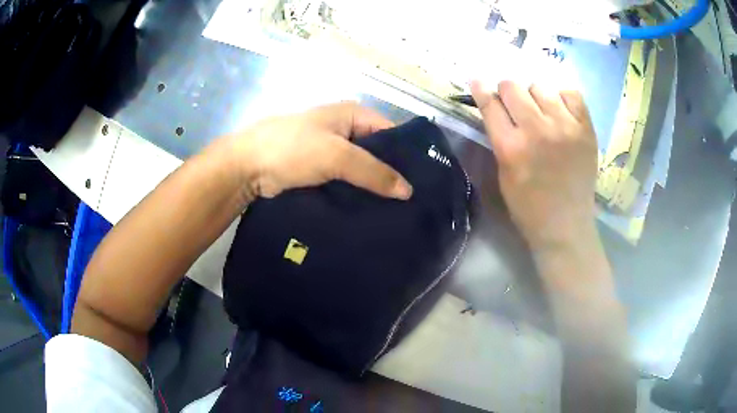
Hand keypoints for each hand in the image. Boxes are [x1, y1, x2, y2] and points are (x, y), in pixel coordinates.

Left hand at [221, 102, 412, 199]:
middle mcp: (346, 130)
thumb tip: (408, 191)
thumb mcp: (336, 155)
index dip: (407, 154)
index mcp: (353, 114)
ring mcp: (332, 151)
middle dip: (392, 173)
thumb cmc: (292, 149)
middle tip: (413, 201)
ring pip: (362, 169)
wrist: (247, 166)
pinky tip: (373, 211)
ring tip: (399, 211)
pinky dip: (358, 193)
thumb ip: (373, 171)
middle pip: (378, 152)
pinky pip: (347, 181)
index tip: (424, 180)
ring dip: (375, 186)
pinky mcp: (320, 171)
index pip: (391, 132)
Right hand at [471, 80, 597, 251]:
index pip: (490, 103)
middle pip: (513, 86)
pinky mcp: (586, 129)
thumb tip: (496, 108)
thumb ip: (499, 138)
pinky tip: (560, 111)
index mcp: (511, 147)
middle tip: (513, 104)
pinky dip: (561, 97)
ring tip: (540, 111)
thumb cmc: (529, 207)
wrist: (566, 226)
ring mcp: (565, 127)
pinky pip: (571, 93)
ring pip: (540, 86)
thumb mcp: (503, 174)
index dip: (481, 89)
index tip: (477, 80)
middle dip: (507, 92)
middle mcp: (537, 130)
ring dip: (534, 95)